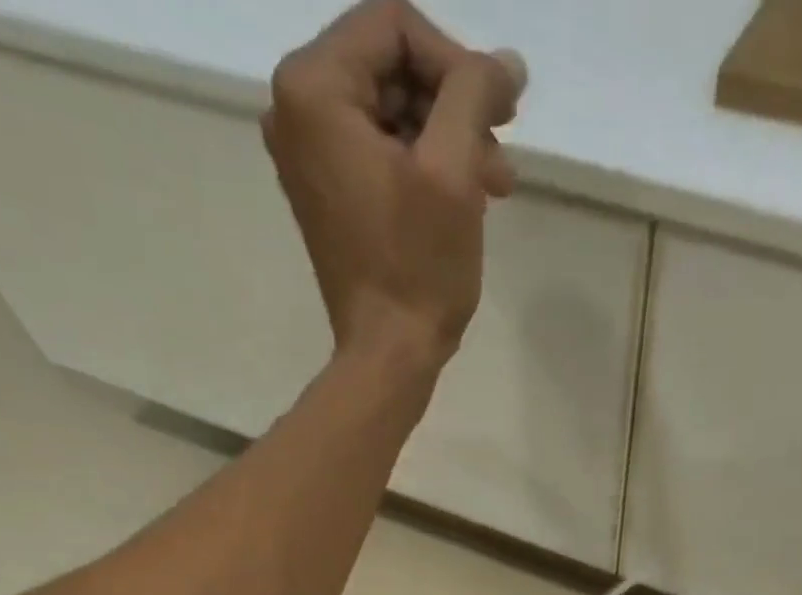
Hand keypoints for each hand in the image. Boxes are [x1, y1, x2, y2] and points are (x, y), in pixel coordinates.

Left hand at [265, 1, 526, 369]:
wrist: (388, 355)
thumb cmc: (417, 268)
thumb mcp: (453, 169)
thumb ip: (475, 91)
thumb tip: (506, 62)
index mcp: (313, 88)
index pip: (395, 27)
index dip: (457, 62)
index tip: (498, 114)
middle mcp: (295, 109)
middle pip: (392, 67)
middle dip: (454, 105)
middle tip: (501, 150)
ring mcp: (308, 155)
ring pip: (391, 111)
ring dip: (448, 138)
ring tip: (493, 183)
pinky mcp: (327, 193)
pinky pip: (380, 150)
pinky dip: (423, 164)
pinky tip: (465, 195)